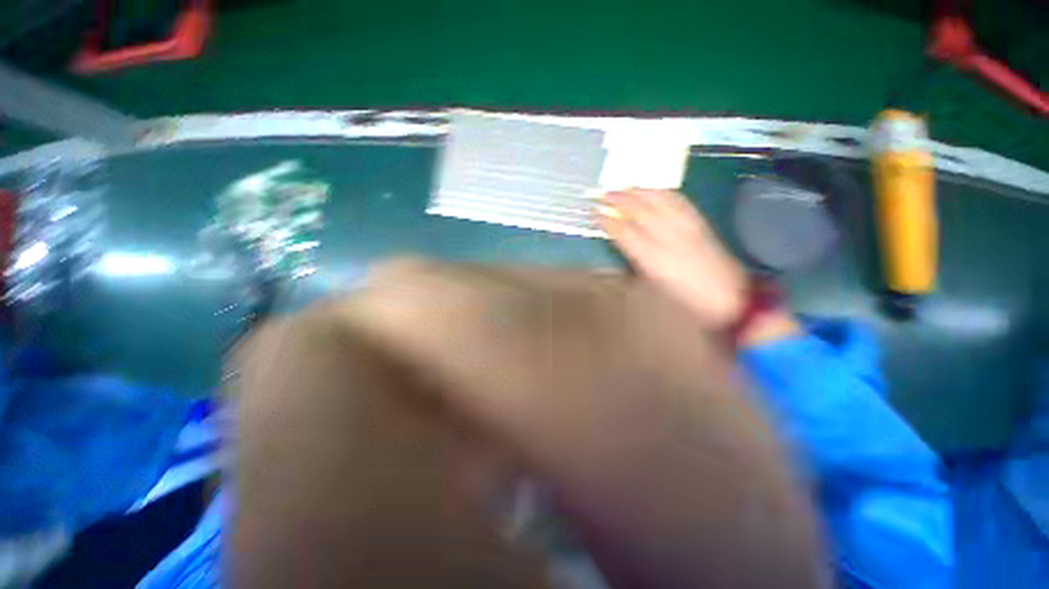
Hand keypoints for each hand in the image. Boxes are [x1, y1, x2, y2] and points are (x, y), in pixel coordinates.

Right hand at [598, 189, 747, 330]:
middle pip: (639, 210)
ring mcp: (685, 226)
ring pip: (658, 199)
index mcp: (651, 258)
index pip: (623, 231)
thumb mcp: (652, 284)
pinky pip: (678, 200)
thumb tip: (621, 241)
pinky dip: (661, 192)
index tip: (594, 214)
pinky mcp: (699, 222)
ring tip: (623, 187)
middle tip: (603, 193)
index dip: (606, 220)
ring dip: (638, 190)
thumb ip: (635, 260)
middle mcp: (667, 237)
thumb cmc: (683, 298)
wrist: (727, 296)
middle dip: (618, 199)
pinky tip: (653, 190)